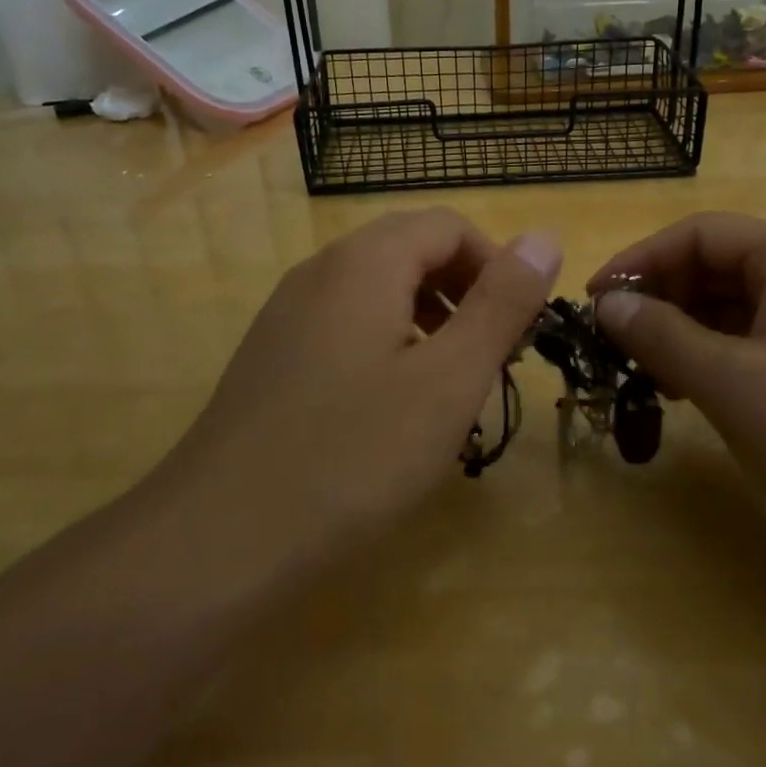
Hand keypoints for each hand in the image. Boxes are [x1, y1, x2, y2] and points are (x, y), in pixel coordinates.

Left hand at [171, 209, 559, 568]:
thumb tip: (544, 237)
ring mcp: (287, 313)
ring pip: (376, 289)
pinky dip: (387, 342)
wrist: (221, 539)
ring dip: (428, 316)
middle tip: (494, 354)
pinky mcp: (271, 356)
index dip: (496, 264)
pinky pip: (344, 324)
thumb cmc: (354, 454)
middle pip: (409, 250)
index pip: (447, 226)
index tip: (520, 325)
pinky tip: (393, 405)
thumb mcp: (450, 379)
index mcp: (364, 262)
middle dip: (464, 290)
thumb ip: (502, 302)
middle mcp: (319, 271)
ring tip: (451, 381)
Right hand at [587, 212, 765, 539]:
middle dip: (660, 300)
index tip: (594, 302)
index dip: (639, 261)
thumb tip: (606, 303)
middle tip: (615, 345)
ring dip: (683, 333)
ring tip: (644, 373)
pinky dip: (714, 358)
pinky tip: (689, 393)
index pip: (698, 234)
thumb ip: (662, 336)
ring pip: (732, 307)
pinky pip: (754, 341)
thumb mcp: (733, 382)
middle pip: (715, 266)